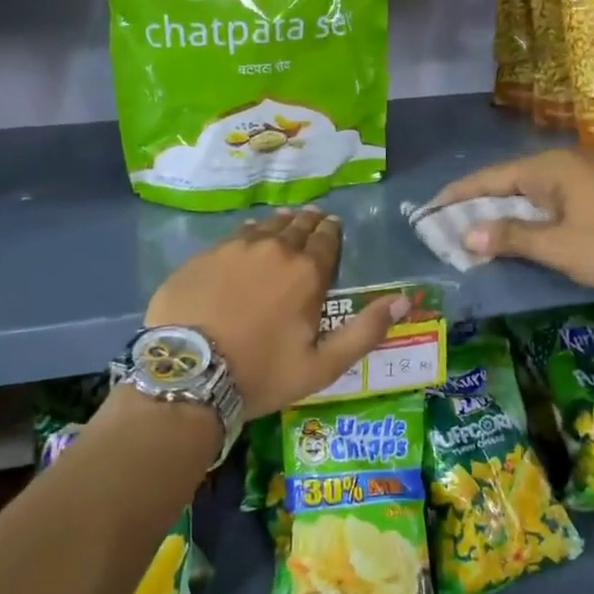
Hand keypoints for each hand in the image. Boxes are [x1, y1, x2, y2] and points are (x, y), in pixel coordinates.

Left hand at [145, 208, 408, 420]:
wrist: (189, 374)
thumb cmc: (261, 373)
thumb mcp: (323, 365)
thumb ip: (365, 331)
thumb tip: (404, 300)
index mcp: (307, 273)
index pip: (327, 240)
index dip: (332, 232)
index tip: (333, 226)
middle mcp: (274, 249)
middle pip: (297, 227)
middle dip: (309, 223)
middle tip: (313, 219)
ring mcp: (235, 248)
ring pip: (266, 226)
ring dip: (280, 224)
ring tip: (286, 222)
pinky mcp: (204, 255)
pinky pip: (235, 235)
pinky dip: (249, 233)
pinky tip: (248, 236)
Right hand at [433, 149, 593, 288]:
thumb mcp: (558, 245)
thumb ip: (510, 237)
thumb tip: (465, 236)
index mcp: (547, 168)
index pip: (488, 178)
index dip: (456, 196)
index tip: (428, 210)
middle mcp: (561, 164)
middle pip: (506, 182)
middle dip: (476, 204)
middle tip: (447, 224)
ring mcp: (582, 176)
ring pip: (529, 191)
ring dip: (502, 211)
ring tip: (475, 231)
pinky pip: (549, 199)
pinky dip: (527, 214)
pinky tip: (519, 231)